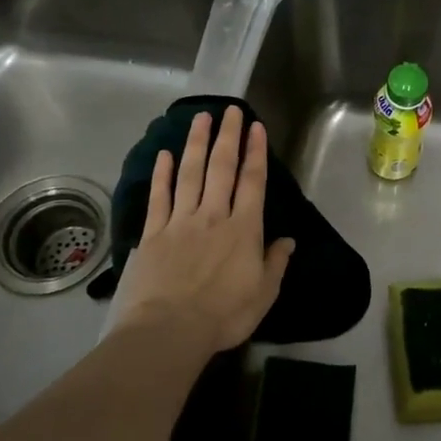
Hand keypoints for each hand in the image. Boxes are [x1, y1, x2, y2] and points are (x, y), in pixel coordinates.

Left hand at [112, 106, 295, 361]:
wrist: (169, 330)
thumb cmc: (224, 315)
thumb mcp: (263, 293)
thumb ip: (275, 263)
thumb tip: (288, 241)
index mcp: (244, 229)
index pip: (252, 181)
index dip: (256, 152)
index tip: (256, 127)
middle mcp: (213, 216)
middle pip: (221, 168)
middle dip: (227, 136)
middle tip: (229, 110)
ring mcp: (180, 221)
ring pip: (189, 174)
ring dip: (196, 143)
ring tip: (200, 118)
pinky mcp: (153, 234)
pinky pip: (159, 197)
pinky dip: (162, 174)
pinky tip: (164, 155)